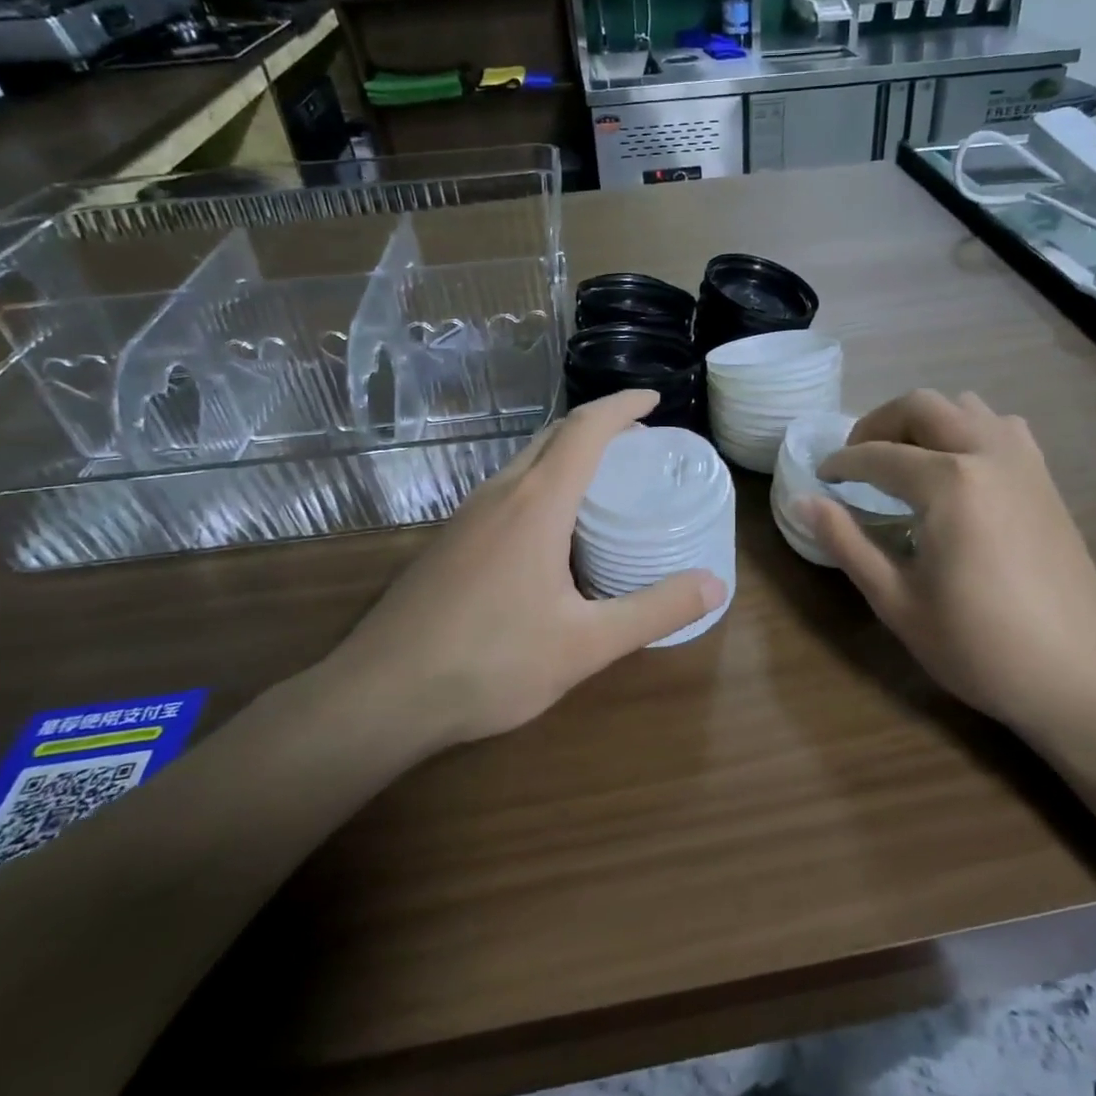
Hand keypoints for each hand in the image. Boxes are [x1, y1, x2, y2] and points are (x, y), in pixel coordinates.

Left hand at [326, 390, 726, 747]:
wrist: (379, 696)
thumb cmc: (490, 663)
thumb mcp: (585, 644)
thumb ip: (654, 611)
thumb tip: (716, 585)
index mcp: (537, 503)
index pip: (586, 428)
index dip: (622, 406)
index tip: (654, 399)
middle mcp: (500, 494)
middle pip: (554, 435)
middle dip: (599, 425)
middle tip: (639, 443)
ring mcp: (467, 515)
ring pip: (525, 461)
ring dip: (568, 453)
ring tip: (604, 481)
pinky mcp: (450, 540)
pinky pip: (506, 489)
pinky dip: (542, 483)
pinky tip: (553, 530)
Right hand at [800, 390, 1095, 737]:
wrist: (1082, 677)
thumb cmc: (981, 647)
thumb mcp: (898, 602)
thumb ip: (847, 543)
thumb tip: (803, 501)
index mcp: (949, 483)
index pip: (878, 456)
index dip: (842, 463)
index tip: (821, 477)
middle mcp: (987, 453)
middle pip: (921, 406)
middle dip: (878, 425)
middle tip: (856, 461)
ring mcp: (1024, 461)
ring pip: (964, 406)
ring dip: (924, 421)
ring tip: (902, 460)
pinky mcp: (1045, 478)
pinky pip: (1000, 426)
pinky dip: (968, 429)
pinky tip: (958, 469)